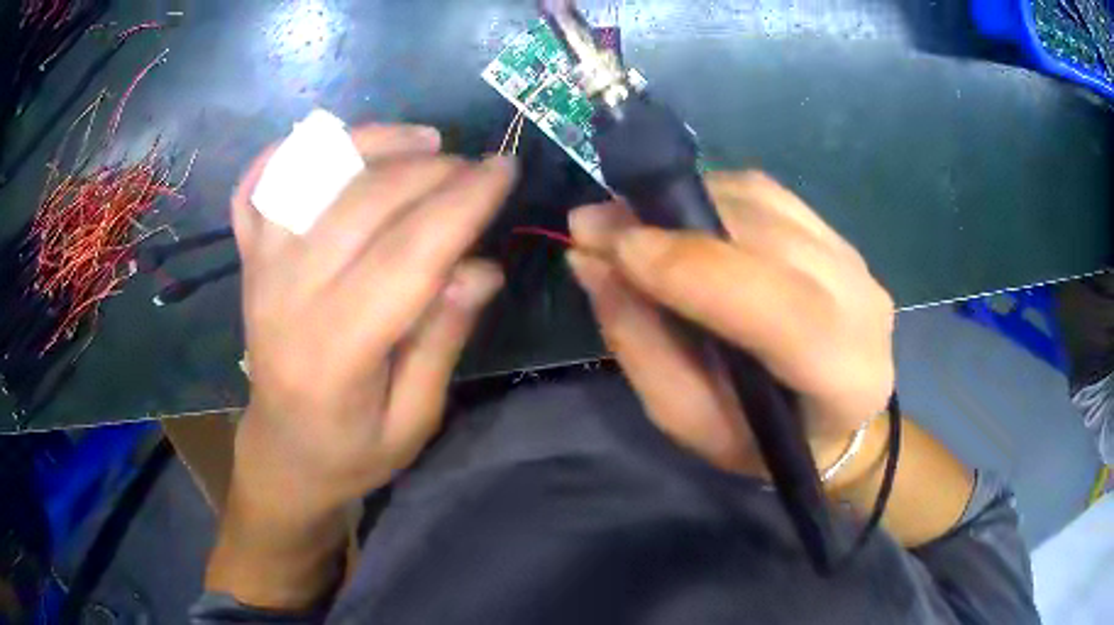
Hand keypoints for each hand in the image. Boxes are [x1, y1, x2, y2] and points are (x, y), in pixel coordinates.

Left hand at [231, 125, 513, 519]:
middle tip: (477, 168)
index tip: (506, 170)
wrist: (282, 452)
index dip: (463, 204)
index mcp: (336, 352)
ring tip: (424, 142)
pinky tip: (331, 145)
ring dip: (372, 143)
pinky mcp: (247, 258)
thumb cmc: (351, 451)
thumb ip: (441, 341)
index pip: (408, 254)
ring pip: (311, 175)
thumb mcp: (414, 420)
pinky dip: (286, 151)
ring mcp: (259, 268)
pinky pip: (255, 185)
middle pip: (364, 202)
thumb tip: (480, 267)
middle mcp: (288, 296)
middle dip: (433, 170)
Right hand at [567, 171, 894, 476]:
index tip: (610, 248)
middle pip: (766, 235)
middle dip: (672, 221)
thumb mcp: (691, 422)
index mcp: (840, 375)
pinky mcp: (836, 233)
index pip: (776, 306)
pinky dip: (712, 195)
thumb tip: (591, 263)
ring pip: (763, 202)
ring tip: (629, 220)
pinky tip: (678, 215)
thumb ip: (642, 347)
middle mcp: (860, 301)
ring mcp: (853, 257)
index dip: (690, 269)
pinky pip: (767, 194)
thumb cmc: (762, 441)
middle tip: (595, 224)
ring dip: (686, 202)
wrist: (835, 418)